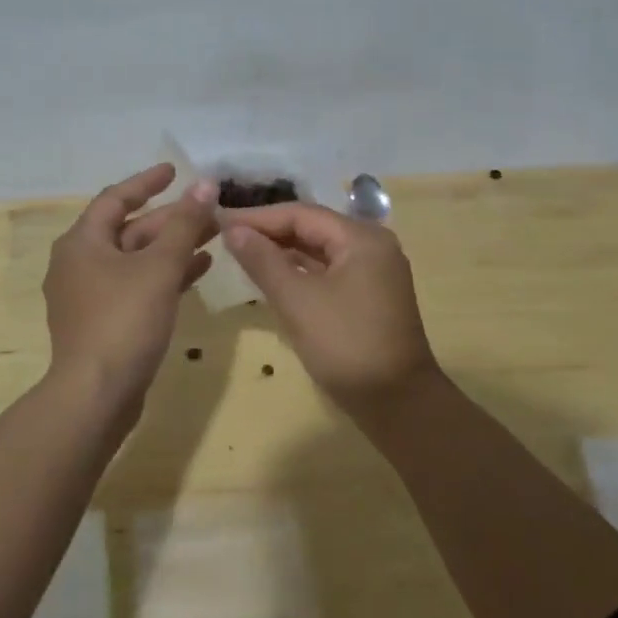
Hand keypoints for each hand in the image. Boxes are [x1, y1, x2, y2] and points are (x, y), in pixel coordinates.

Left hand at [43, 164, 218, 415]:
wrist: (96, 395)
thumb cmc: (124, 320)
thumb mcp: (159, 267)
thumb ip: (184, 224)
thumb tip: (205, 185)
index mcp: (82, 242)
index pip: (115, 198)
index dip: (147, 182)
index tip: (175, 171)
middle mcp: (79, 263)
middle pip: (130, 230)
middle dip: (171, 220)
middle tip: (210, 211)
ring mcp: (90, 295)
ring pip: (136, 260)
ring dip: (173, 248)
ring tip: (214, 237)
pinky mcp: (103, 322)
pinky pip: (136, 286)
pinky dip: (165, 276)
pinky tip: (199, 272)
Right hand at [223, 204, 439, 413]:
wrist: (397, 404)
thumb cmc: (346, 345)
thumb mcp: (297, 301)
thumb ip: (263, 261)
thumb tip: (233, 230)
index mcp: (361, 238)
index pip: (300, 214)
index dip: (257, 217)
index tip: (219, 221)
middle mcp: (372, 245)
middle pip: (311, 228)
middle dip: (269, 231)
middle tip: (225, 236)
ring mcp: (373, 271)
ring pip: (319, 250)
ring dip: (282, 251)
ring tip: (241, 252)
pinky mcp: (369, 295)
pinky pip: (328, 270)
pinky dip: (299, 271)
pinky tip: (271, 275)